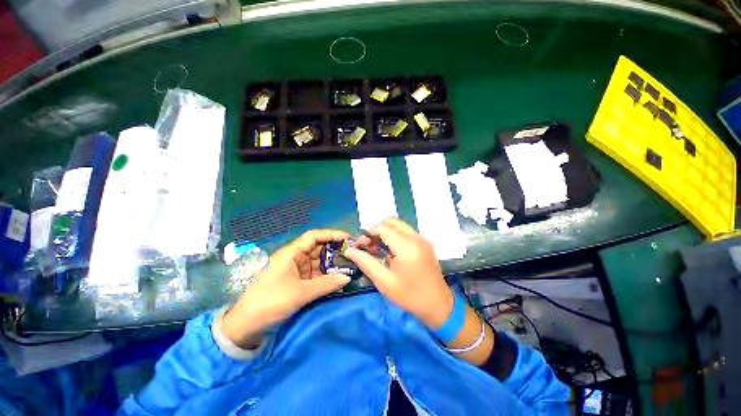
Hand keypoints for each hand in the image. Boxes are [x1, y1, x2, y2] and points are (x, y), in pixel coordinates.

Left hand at [221, 230, 351, 347]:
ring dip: (332, 264)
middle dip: (334, 250)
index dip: (331, 235)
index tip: (347, 238)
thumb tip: (348, 278)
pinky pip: (315, 274)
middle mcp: (294, 258)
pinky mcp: (297, 281)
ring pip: (318, 262)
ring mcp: (296, 270)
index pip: (314, 236)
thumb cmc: (270, 302)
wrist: (246, 325)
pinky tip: (337, 279)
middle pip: (318, 248)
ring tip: (349, 266)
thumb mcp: (300, 293)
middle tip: (352, 255)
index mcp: (291, 253)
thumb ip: (326, 284)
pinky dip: (326, 276)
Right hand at [343, 218, 453, 329]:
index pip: (383, 228)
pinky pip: (406, 232)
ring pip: (399, 225)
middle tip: (369, 246)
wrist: (438, 305)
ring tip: (377, 249)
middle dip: (376, 230)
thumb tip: (349, 250)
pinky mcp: (424, 243)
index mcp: (406, 246)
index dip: (368, 234)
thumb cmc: (409, 296)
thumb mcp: (384, 281)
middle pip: (391, 222)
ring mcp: (422, 239)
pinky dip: (395, 236)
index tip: (360, 246)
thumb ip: (365, 262)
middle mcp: (416, 237)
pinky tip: (390, 251)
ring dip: (385, 232)